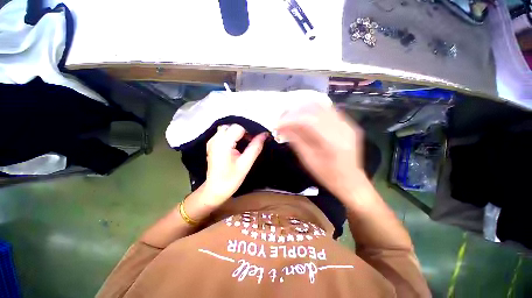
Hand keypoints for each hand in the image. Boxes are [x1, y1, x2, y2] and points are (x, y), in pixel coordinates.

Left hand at [202, 124, 266, 205]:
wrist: (215, 190)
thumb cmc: (231, 179)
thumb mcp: (246, 164)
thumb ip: (255, 147)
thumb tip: (265, 134)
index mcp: (223, 143)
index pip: (239, 127)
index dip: (250, 131)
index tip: (256, 140)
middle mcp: (215, 139)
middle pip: (232, 126)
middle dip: (244, 131)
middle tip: (252, 142)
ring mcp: (212, 141)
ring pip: (228, 128)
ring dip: (238, 133)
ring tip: (245, 143)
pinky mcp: (212, 144)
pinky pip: (224, 134)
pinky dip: (232, 135)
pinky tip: (237, 145)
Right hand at [277, 104, 365, 198]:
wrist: (351, 180)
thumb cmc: (327, 175)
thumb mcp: (308, 160)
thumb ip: (296, 141)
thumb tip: (282, 128)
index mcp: (332, 142)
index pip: (308, 121)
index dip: (290, 120)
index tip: (277, 124)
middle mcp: (342, 128)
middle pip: (315, 109)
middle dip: (295, 112)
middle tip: (282, 118)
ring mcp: (347, 124)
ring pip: (322, 106)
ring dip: (303, 109)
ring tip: (291, 116)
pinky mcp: (348, 124)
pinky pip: (329, 110)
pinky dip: (314, 111)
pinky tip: (304, 116)